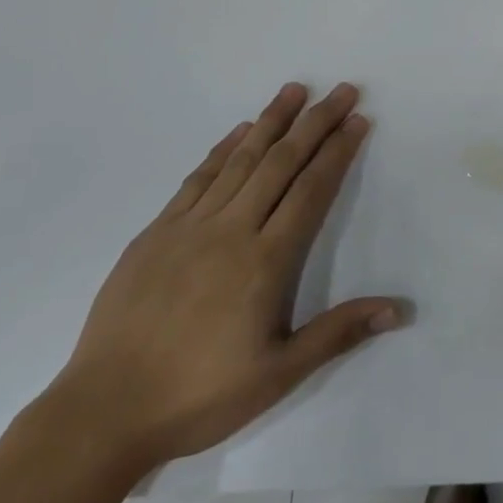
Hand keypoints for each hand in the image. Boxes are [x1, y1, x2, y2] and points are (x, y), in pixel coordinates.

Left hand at [51, 82, 405, 467]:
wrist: (104, 412)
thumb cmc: (200, 396)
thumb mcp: (279, 374)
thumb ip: (338, 333)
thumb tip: (398, 310)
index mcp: (265, 261)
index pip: (311, 191)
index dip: (338, 152)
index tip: (358, 121)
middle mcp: (231, 231)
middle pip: (281, 163)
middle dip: (315, 123)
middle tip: (341, 90)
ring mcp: (189, 227)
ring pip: (240, 160)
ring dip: (271, 121)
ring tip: (295, 90)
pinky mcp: (156, 232)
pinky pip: (197, 177)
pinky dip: (222, 148)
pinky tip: (239, 131)